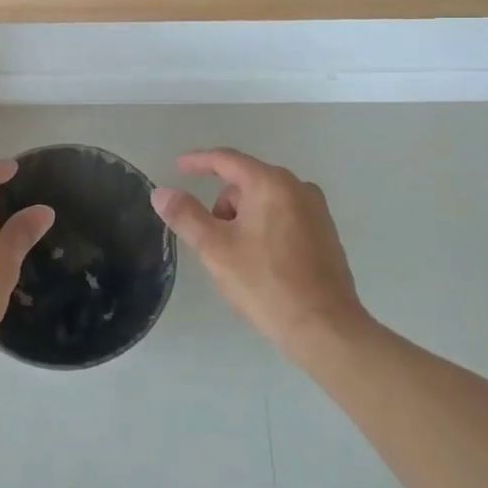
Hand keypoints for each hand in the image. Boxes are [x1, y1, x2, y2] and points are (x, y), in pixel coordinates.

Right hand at [151, 149, 366, 356]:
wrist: (325, 328)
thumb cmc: (266, 283)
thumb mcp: (216, 249)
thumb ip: (186, 215)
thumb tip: (161, 192)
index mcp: (271, 183)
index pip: (226, 160)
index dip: (198, 162)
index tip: (178, 167)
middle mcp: (298, 187)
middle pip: (246, 183)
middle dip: (223, 206)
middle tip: (212, 242)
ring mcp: (316, 211)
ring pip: (264, 202)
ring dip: (243, 220)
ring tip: (238, 260)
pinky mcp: (325, 234)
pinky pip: (284, 218)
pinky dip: (264, 230)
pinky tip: (262, 264)